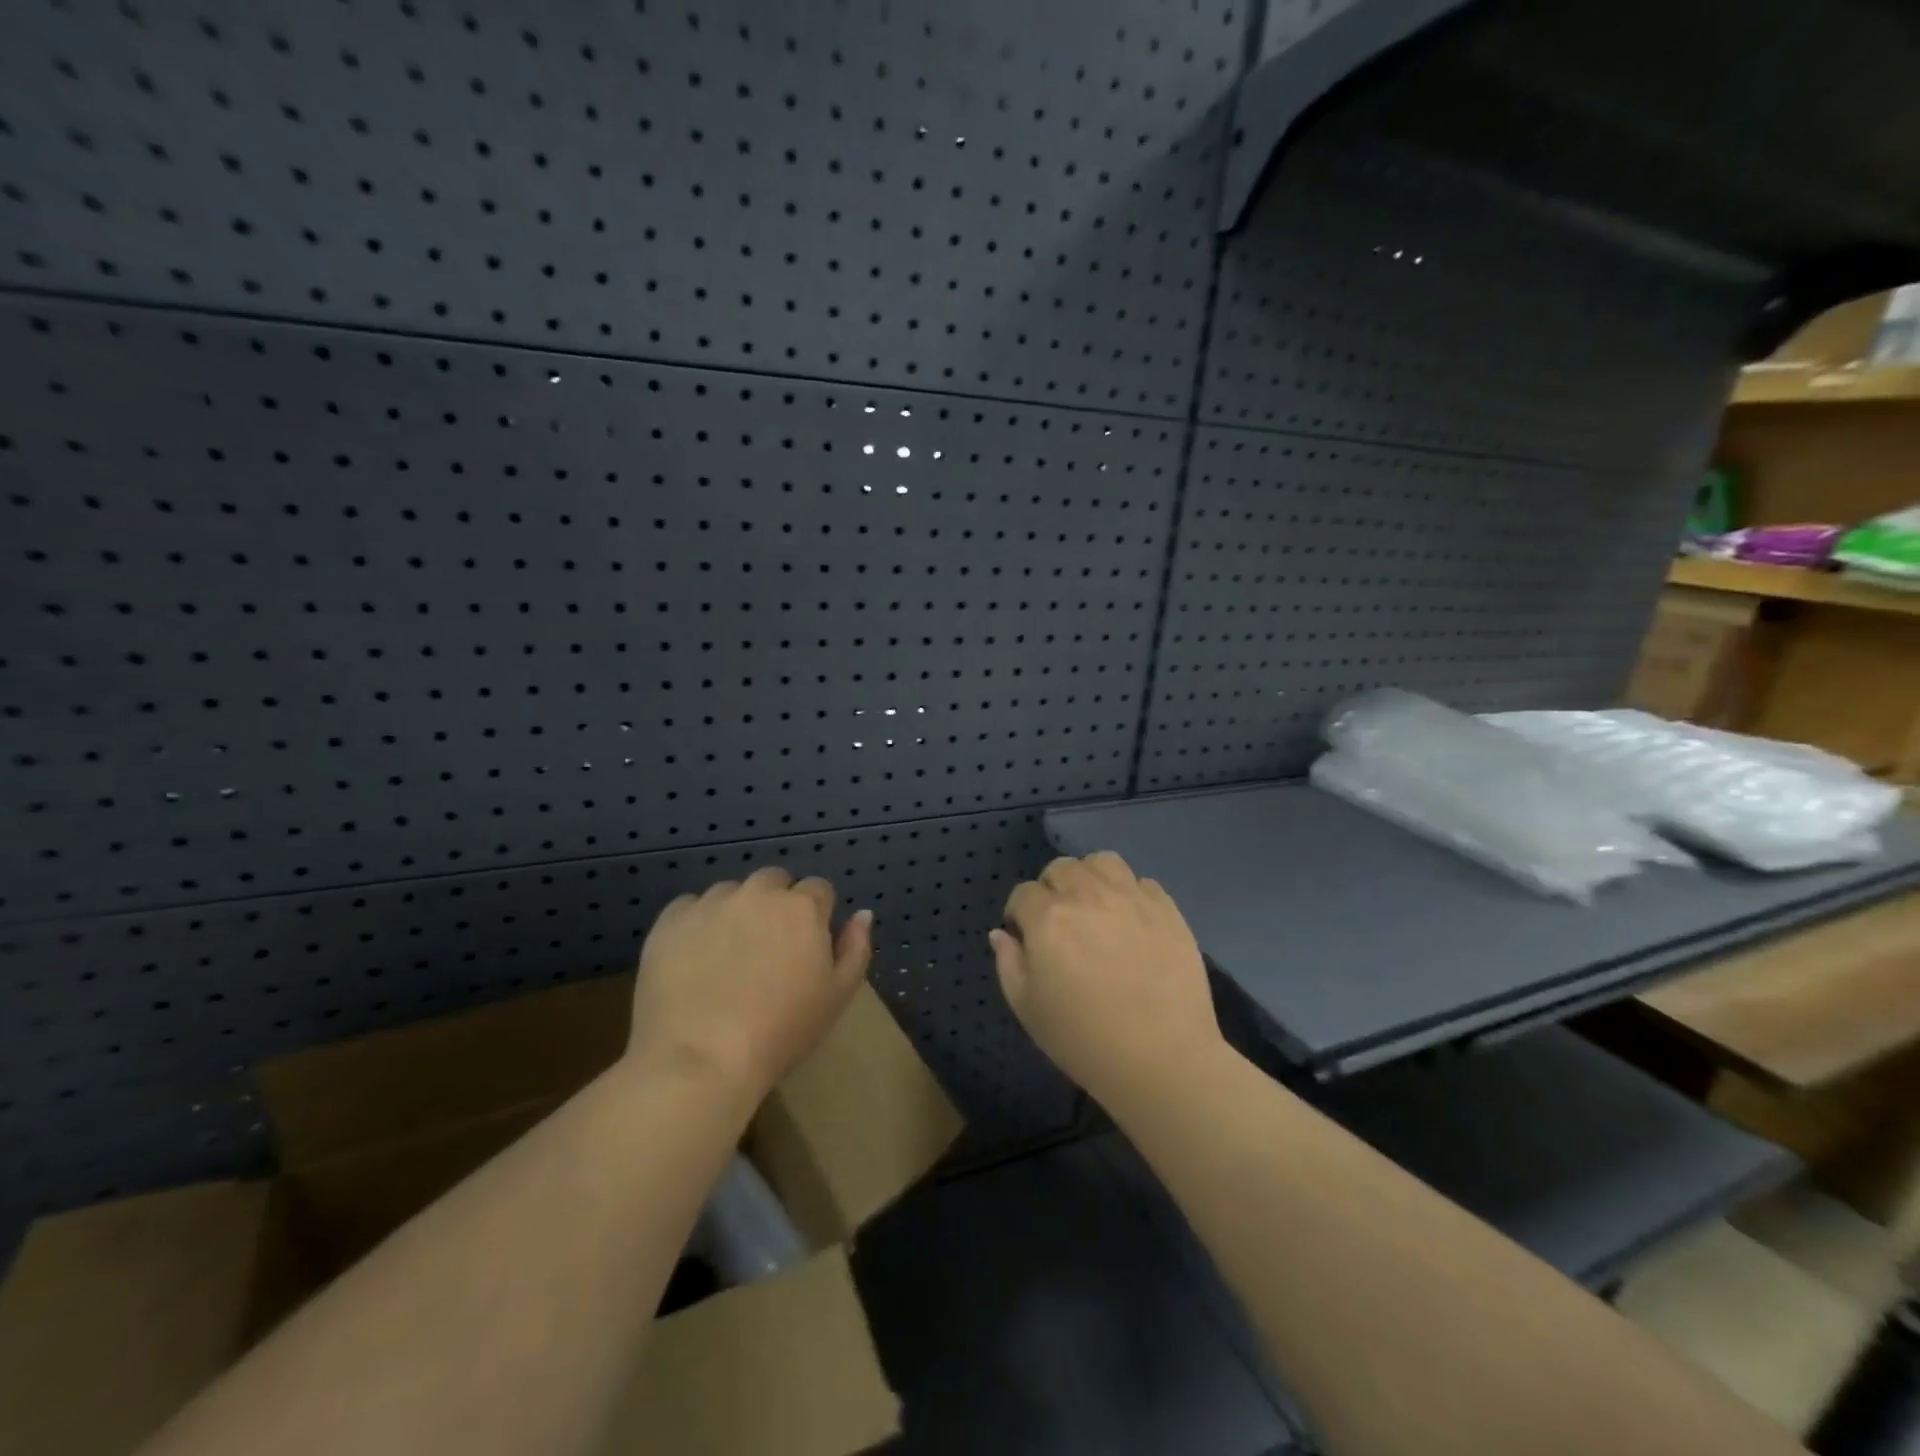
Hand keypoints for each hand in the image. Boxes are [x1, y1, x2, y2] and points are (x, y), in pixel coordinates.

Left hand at [631, 867, 873, 1099]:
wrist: (701, 1060)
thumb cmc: (781, 1031)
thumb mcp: (837, 996)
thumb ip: (856, 948)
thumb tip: (862, 914)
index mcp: (802, 907)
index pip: (818, 889)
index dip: (816, 915)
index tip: (806, 946)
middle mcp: (758, 892)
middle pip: (774, 881)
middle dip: (776, 903)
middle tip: (768, 948)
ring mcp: (711, 903)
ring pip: (731, 892)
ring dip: (736, 910)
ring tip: (727, 954)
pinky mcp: (670, 921)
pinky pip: (689, 907)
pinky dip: (696, 923)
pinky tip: (694, 958)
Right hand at [991, 852, 1224, 1109]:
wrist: (1162, 1059)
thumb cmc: (1084, 1040)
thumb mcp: (1027, 1008)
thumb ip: (1008, 963)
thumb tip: (1001, 933)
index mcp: (1048, 918)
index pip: (1022, 894)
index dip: (1019, 914)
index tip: (1026, 938)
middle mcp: (1087, 896)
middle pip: (1061, 868)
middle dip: (1052, 889)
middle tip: (1060, 922)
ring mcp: (1131, 898)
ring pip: (1102, 862)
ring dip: (1091, 878)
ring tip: (1095, 906)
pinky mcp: (1167, 909)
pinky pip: (1142, 882)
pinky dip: (1130, 894)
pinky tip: (1131, 922)